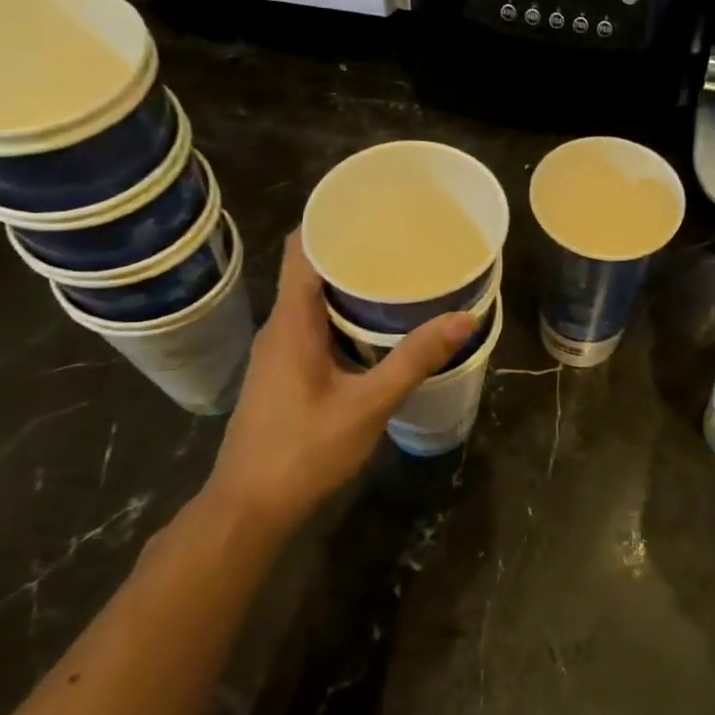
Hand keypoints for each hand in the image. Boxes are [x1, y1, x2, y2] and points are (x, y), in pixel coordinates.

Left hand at [203, 231, 475, 528]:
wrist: (251, 507)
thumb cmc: (305, 450)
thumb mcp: (368, 404)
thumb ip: (415, 360)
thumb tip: (464, 318)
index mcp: (291, 323)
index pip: (300, 250)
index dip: (329, 220)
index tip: (372, 207)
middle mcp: (279, 328)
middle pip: (310, 270)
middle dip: (352, 251)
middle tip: (401, 241)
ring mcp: (278, 352)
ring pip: (313, 301)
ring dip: (349, 285)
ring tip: (398, 275)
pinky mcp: (284, 374)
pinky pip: (313, 326)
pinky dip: (344, 315)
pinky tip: (377, 326)